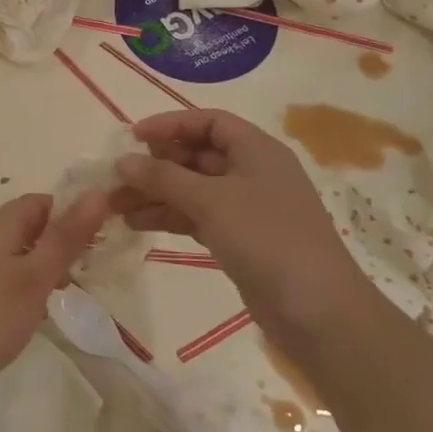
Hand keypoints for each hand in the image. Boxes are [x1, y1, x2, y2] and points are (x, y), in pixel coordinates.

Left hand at [0, 191, 109, 408]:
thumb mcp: (36, 277)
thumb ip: (66, 237)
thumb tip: (96, 194)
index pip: (37, 201)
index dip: (68, 213)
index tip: (94, 241)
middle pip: (22, 226)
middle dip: (54, 243)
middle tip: (80, 273)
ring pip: (8, 253)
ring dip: (36, 267)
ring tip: (56, 297)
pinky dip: (15, 285)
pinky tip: (24, 314)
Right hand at [112, 109, 379, 337]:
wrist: (316, 309)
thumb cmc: (266, 238)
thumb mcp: (210, 200)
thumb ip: (163, 177)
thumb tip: (123, 161)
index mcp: (256, 150)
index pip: (208, 122)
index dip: (170, 124)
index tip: (131, 137)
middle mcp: (252, 172)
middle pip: (196, 156)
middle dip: (155, 165)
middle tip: (116, 178)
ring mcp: (246, 208)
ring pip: (192, 189)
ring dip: (156, 194)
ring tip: (115, 206)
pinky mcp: (239, 238)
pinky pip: (196, 216)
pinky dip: (169, 217)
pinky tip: (136, 223)